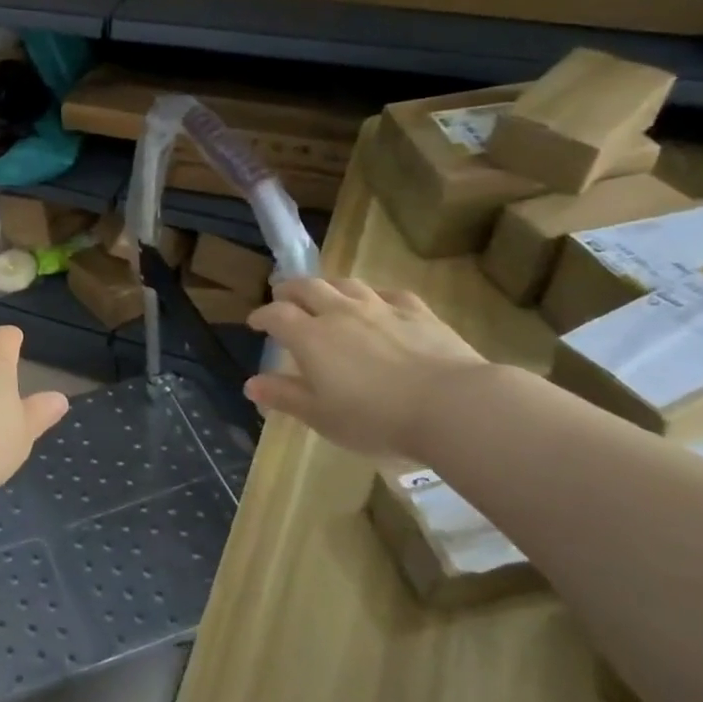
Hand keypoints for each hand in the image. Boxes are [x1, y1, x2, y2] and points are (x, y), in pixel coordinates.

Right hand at [245, 278, 486, 461]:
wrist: (452, 406)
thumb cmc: (375, 417)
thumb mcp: (320, 416)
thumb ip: (284, 396)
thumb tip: (250, 384)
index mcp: (311, 337)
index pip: (277, 315)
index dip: (262, 316)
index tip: (255, 323)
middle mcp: (340, 313)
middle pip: (308, 288)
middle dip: (290, 290)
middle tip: (283, 297)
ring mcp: (381, 308)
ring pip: (346, 284)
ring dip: (329, 287)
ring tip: (325, 295)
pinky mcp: (418, 312)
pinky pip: (389, 294)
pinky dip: (374, 295)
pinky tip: (378, 303)